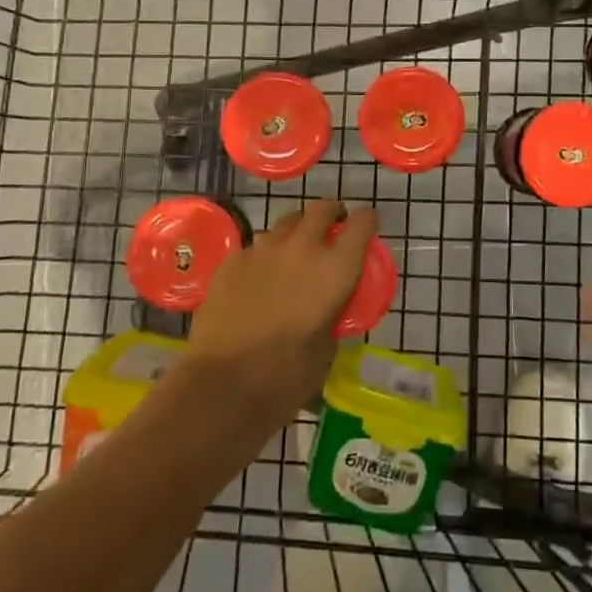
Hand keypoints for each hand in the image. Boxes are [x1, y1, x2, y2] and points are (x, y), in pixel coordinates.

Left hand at [181, 199, 378, 430]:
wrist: (224, 384)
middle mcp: (302, 247)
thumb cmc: (287, 375)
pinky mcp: (233, 260)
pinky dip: (265, 255)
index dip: (367, 220)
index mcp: (336, 268)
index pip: (362, 224)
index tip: (368, 225)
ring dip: (296, 232)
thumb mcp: (328, 346)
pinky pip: (256, 246)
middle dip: (331, 212)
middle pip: (322, 208)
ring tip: (293, 253)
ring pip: (286, 224)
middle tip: (332, 225)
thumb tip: (325, 309)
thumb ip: (331, 314)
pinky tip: (259, 277)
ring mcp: (263, 249)